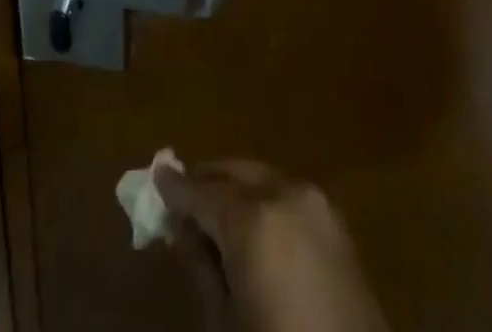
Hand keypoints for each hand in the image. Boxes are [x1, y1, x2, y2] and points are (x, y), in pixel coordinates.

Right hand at [156, 161, 388, 331]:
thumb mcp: (226, 322)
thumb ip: (201, 267)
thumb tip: (182, 229)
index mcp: (253, 217)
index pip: (200, 191)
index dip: (175, 188)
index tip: (155, 178)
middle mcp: (284, 192)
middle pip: (233, 174)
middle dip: (207, 183)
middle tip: (181, 200)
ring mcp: (315, 201)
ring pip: (262, 178)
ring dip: (236, 189)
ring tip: (214, 214)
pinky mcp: (336, 220)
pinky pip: (287, 195)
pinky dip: (264, 200)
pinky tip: (252, 225)